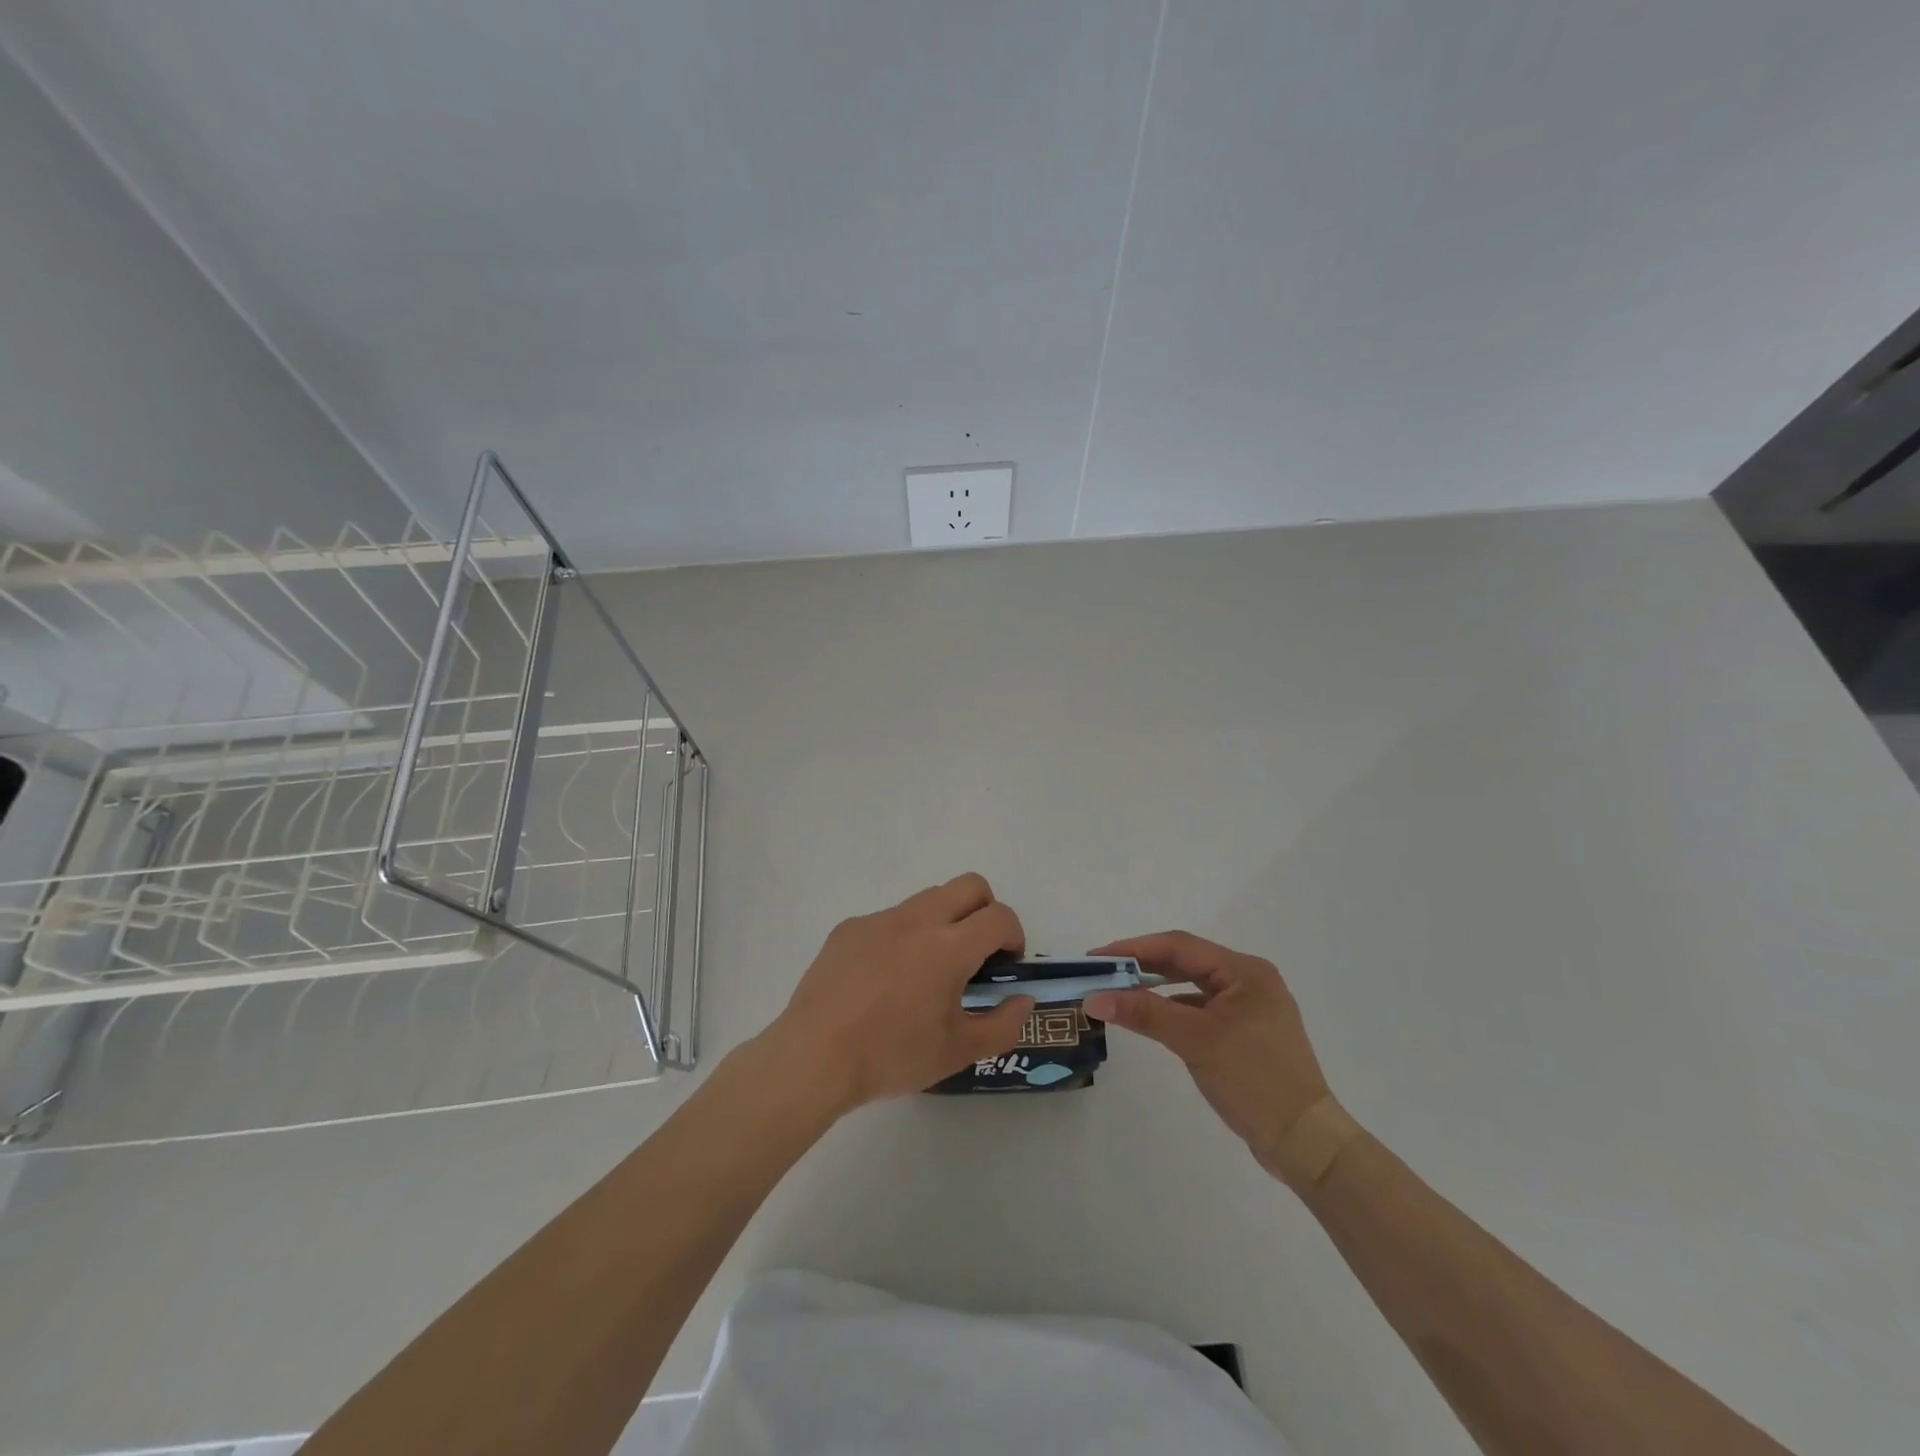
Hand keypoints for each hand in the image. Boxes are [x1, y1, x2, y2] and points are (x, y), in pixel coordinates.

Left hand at [766, 873, 1033, 1112]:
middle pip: (970, 885)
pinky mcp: (850, 927)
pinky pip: (890, 918)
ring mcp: (879, 919)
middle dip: (986, 910)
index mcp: (948, 947)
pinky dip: (903, 936)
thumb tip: (1023, 999)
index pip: (999, 916)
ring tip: (929, 969)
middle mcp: (917, 920)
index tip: (1006, 962)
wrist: (814, 1056)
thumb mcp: (958, 1052)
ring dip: (945, 920)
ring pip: (928, 898)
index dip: (1014, 935)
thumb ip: (1003, 1025)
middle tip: (978, 952)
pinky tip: (884, 979)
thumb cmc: (892, 1056)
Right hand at [1085, 931, 1332, 1178]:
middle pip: (1186, 962)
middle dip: (1143, 966)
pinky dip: (1174, 1010)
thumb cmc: (1254, 1079)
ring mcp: (1250, 1008)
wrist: (1306, 1142)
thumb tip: (1094, 997)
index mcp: (1245, 971)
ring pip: (1192, 987)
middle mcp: (1249, 981)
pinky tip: (1152, 1019)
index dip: (1135, 948)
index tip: (1098, 958)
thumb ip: (1144, 1013)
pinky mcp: (1246, 1034)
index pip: (1179, 946)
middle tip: (1103, 973)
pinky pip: (1201, 1010)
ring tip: (1119, 993)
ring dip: (1156, 989)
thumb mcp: (1195, 1041)